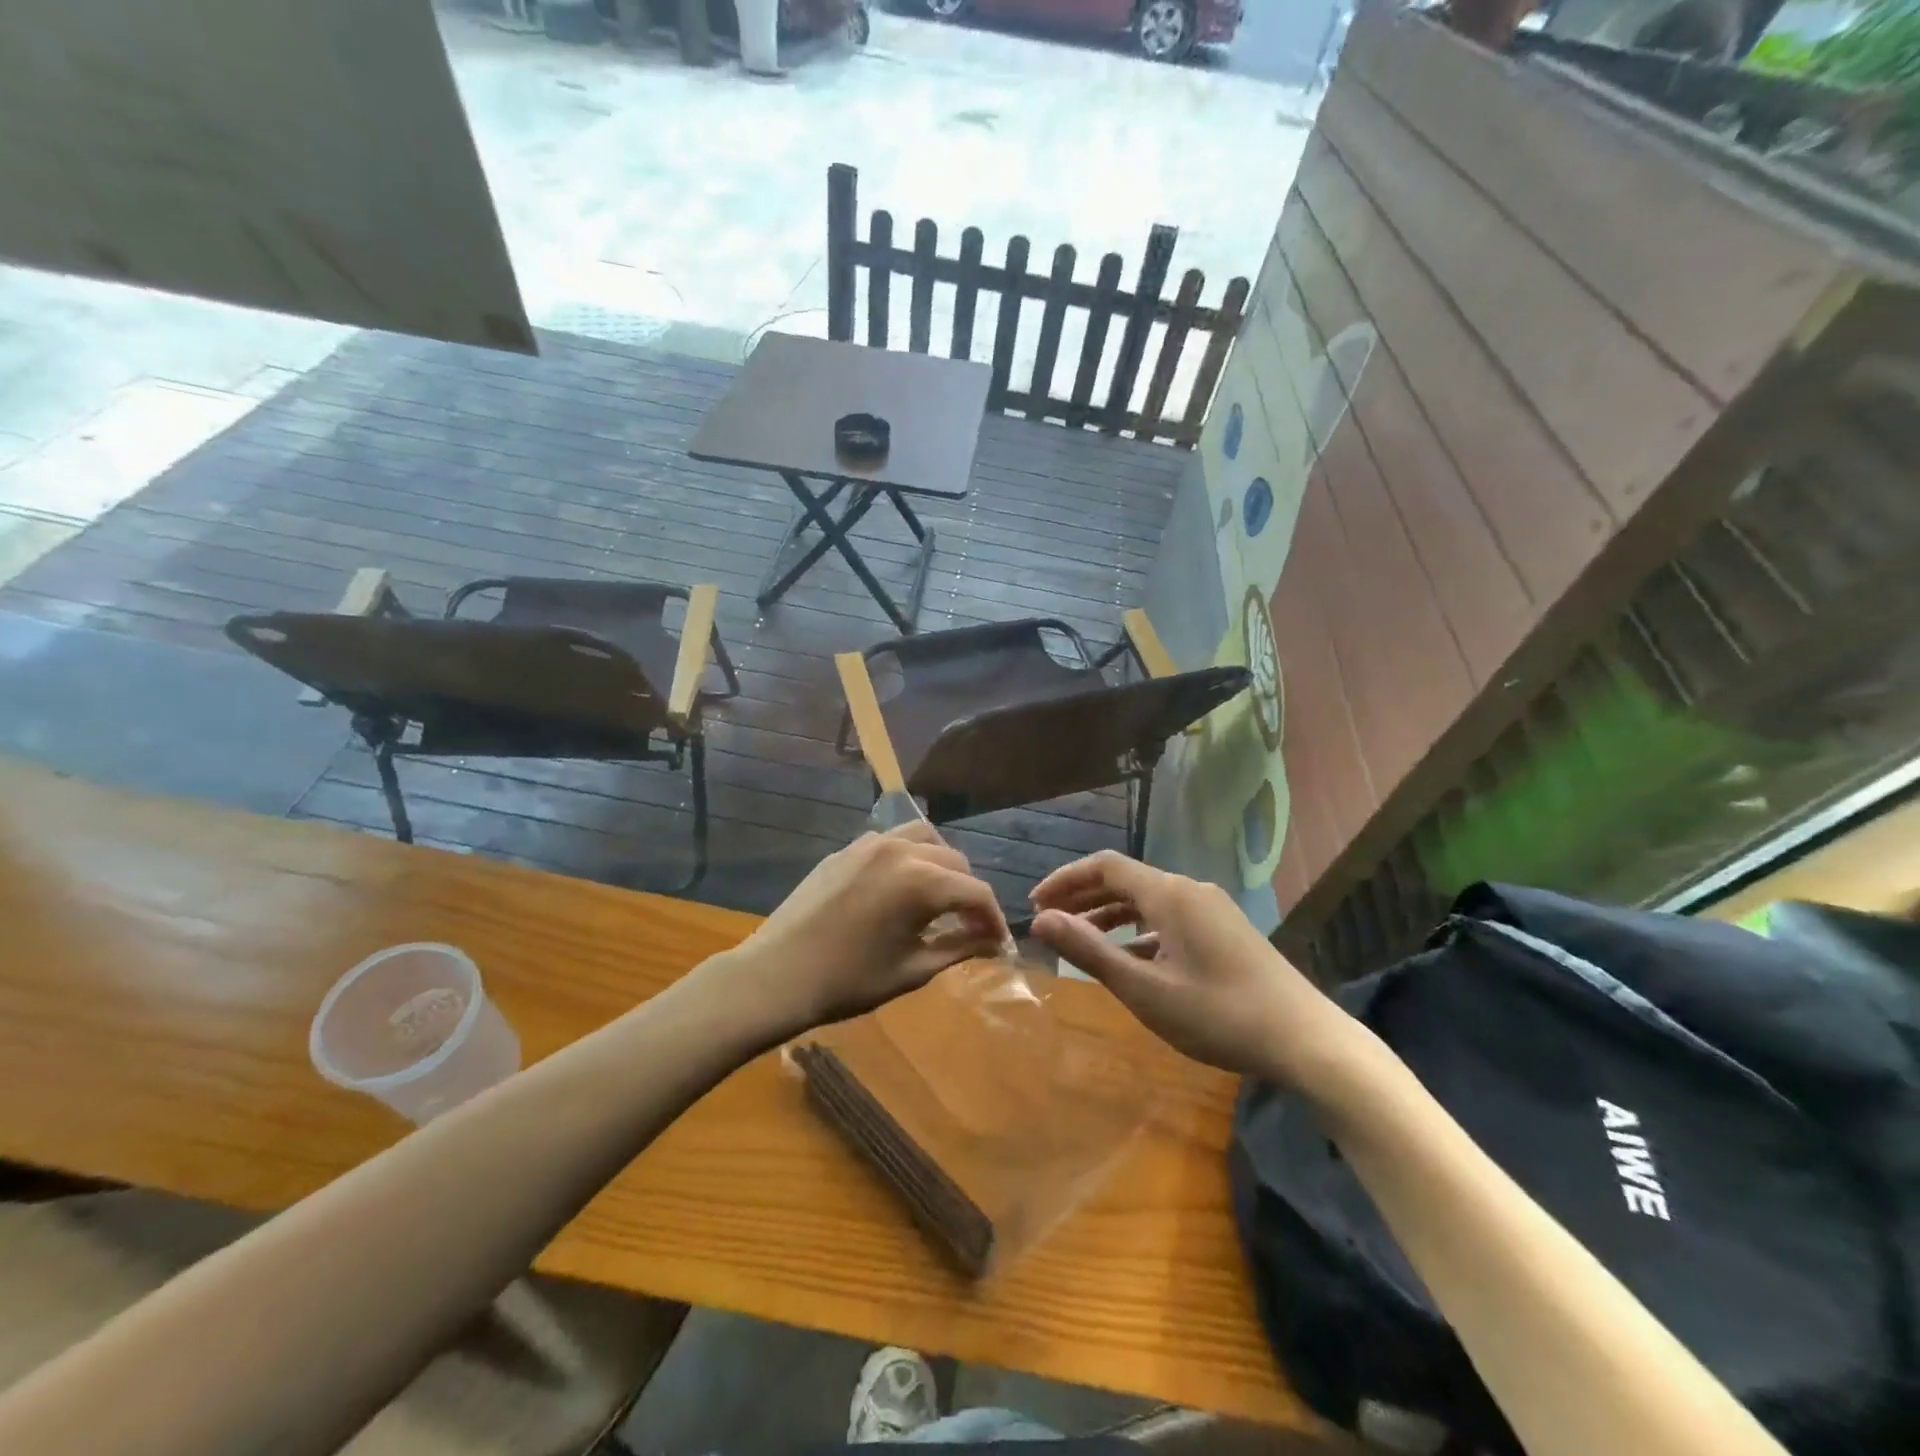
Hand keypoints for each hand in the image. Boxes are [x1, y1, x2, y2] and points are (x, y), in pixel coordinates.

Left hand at [707, 823, 1010, 1036]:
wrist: (776, 975)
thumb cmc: (848, 981)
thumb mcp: (912, 969)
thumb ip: (959, 948)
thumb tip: (994, 943)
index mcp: (921, 881)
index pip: (976, 892)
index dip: (993, 919)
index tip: (998, 944)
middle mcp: (900, 850)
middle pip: (955, 860)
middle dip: (969, 893)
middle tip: (970, 927)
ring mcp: (869, 844)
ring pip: (924, 838)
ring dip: (942, 864)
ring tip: (940, 897)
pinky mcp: (846, 850)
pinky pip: (891, 841)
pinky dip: (909, 856)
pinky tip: (901, 887)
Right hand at [1028, 850, 1352, 1084]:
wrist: (1306, 1039)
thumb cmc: (1218, 1014)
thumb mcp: (1145, 988)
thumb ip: (1089, 951)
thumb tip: (1041, 921)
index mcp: (1169, 893)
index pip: (1104, 866)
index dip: (1065, 880)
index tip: (1036, 905)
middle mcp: (1190, 889)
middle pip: (1125, 880)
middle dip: (1083, 897)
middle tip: (1049, 922)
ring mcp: (1211, 909)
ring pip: (1148, 900)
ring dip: (1109, 915)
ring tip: (1080, 940)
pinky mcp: (1225, 930)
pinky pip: (1169, 918)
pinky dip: (1139, 931)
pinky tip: (1130, 959)